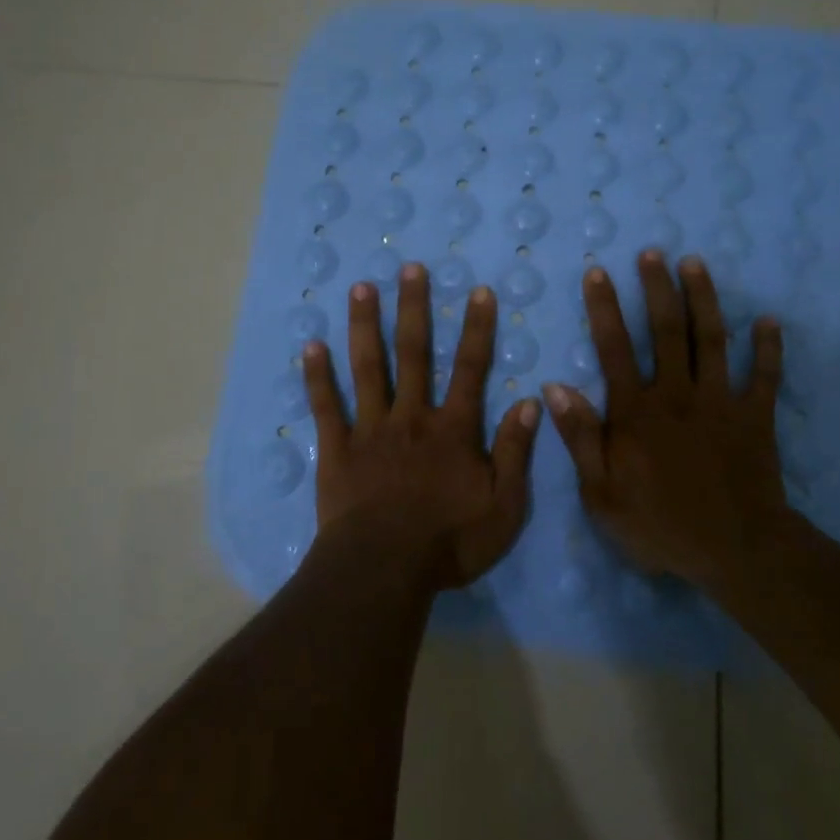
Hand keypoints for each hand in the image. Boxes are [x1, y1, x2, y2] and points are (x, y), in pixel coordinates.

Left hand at [303, 265, 540, 590]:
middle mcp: (411, 417)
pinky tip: (310, 346)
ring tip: (361, 287)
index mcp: (452, 430)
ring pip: (368, 368)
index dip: (476, 329)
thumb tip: (528, 402)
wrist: (384, 570)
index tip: (477, 291)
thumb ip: (516, 453)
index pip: (469, 369)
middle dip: (413, 308)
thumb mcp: (504, 506)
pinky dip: (318, 377)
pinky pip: (326, 407)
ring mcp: (370, 430)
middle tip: (410, 268)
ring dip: (365, 325)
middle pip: (413, 354)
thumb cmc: (449, 542)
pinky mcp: (337, 449)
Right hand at [542, 252, 788, 588]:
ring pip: (712, 340)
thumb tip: (555, 387)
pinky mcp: (755, 417)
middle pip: (667, 330)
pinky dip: (768, 349)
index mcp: (637, 412)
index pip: (615, 348)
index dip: (604, 308)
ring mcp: (720, 402)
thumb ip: (580, 438)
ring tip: (695, 263)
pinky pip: (764, 376)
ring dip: (704, 299)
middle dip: (657, 288)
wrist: (736, 552)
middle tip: (652, 253)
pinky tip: (769, 321)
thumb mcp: (602, 494)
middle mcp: (677, 394)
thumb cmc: (661, 526)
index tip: (598, 272)